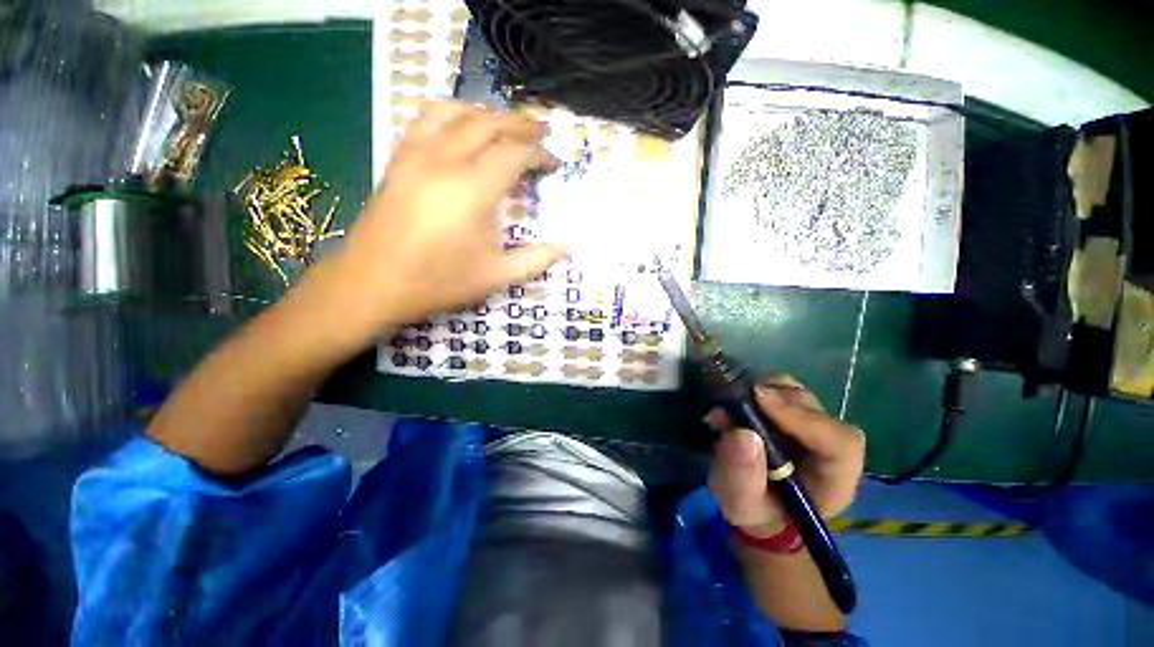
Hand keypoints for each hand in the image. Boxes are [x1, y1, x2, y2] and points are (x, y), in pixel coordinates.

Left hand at [311, 101, 568, 343]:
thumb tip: (566, 248)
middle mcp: (444, 162)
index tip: (552, 162)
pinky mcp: (398, 159)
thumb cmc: (439, 281)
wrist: (373, 282)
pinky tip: (461, 124)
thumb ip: (535, 260)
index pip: (513, 155)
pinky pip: (425, 120)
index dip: (537, 154)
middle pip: (487, 125)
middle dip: (519, 124)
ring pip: (456, 114)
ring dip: (487, 114)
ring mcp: (416, 155)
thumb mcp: (495, 276)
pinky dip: (450, 113)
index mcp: (472, 191)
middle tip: (540, 130)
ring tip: (506, 124)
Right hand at [708, 376, 864, 536]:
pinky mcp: (790, 409)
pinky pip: (777, 387)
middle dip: (773, 399)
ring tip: (729, 406)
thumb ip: (741, 476)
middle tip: (733, 403)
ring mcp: (810, 422)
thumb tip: (742, 434)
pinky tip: (732, 402)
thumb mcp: (741, 503)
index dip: (803, 417)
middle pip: (815, 408)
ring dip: (761, 391)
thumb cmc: (754, 508)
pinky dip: (753, 389)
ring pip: (796, 392)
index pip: (839, 441)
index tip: (759, 399)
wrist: (753, 501)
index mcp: (835, 478)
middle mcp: (829, 443)